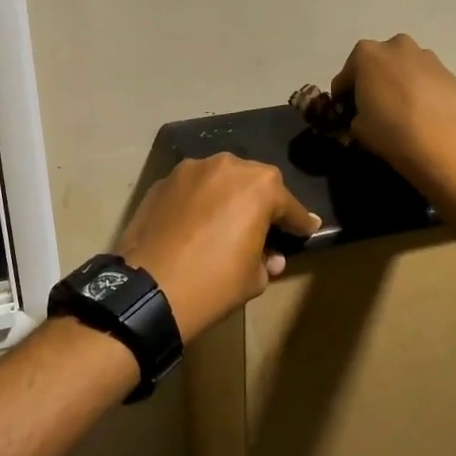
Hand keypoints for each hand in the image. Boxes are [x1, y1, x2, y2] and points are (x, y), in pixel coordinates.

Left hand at [119, 155, 319, 342]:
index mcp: (259, 186)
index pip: (289, 205)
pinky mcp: (162, 182)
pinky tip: (195, 224)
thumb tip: (269, 257)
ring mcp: (190, 170)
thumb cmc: (212, 283)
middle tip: (264, 226)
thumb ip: (266, 260)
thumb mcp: (253, 279)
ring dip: (227, 197)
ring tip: (226, 222)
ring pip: (219, 180)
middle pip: (253, 182)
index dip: (300, 222)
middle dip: (262, 202)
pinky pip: (191, 189)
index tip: (308, 229)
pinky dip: (198, 202)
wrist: (148, 289)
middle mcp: (226, 166)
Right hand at [331, 34, 455, 183]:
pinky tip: (422, 112)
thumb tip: (362, 117)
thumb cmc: (390, 130)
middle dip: (373, 81)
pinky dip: (420, 90)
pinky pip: (425, 78)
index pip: (345, 76)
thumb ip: (355, 116)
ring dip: (399, 82)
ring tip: (402, 110)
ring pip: (404, 68)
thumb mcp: (357, 128)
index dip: (343, 96)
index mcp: (366, 54)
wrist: (442, 142)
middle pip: (377, 64)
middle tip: (374, 107)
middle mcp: (396, 46)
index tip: (345, 113)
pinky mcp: (448, 71)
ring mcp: (426, 56)